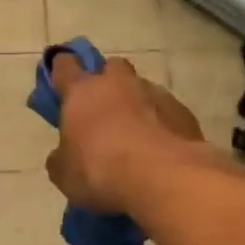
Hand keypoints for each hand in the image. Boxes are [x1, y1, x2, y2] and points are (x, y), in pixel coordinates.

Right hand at [45, 53, 207, 213]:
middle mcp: (118, 83)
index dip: (61, 70)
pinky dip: (161, 124)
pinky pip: (166, 112)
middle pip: (111, 67)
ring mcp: (155, 94)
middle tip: (102, 111)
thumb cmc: (100, 170)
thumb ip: (61, 157)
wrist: (164, 179)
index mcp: (82, 91)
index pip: (65, 65)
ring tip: (134, 137)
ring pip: (141, 89)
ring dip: (136, 105)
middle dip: (107, 82)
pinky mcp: (183, 112)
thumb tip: (64, 155)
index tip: (61, 83)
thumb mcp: (64, 173)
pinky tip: (158, 150)